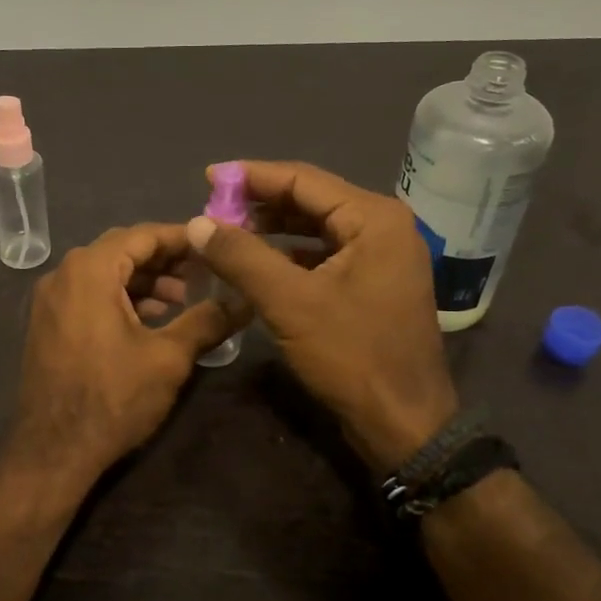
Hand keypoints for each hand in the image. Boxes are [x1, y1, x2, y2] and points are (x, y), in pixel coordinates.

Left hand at [3, 224, 247, 496]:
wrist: (52, 450)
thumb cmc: (112, 398)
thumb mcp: (168, 358)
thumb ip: (207, 320)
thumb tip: (246, 301)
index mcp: (89, 270)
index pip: (142, 235)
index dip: (182, 238)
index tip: (215, 244)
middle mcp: (63, 274)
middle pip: (122, 251)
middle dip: (165, 259)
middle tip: (204, 272)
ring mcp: (50, 300)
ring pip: (105, 274)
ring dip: (144, 281)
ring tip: (183, 299)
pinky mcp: (48, 324)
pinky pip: (89, 294)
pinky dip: (121, 297)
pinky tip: (149, 319)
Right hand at [186, 161, 458, 472]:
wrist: (404, 424)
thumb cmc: (351, 356)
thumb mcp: (289, 302)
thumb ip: (241, 256)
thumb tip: (196, 223)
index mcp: (373, 218)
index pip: (303, 179)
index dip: (251, 176)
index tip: (208, 177)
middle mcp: (383, 227)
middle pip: (311, 200)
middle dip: (260, 203)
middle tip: (213, 210)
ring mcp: (382, 256)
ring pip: (316, 228)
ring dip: (272, 230)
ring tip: (228, 235)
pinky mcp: (374, 283)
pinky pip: (324, 254)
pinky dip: (290, 255)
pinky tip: (258, 265)